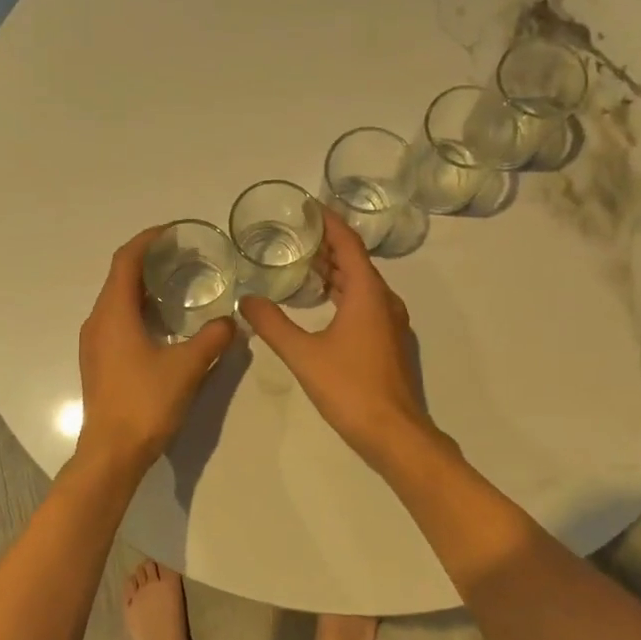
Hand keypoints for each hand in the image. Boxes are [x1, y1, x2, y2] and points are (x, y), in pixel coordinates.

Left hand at [76, 227, 237, 471]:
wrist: (111, 452)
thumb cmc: (145, 403)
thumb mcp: (187, 368)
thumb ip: (212, 339)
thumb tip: (231, 322)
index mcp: (114, 313)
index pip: (126, 260)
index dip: (147, 240)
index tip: (173, 232)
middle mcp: (97, 321)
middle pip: (119, 277)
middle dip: (148, 261)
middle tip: (183, 257)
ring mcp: (94, 343)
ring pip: (116, 300)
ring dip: (143, 287)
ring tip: (178, 286)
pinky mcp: (98, 361)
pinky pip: (116, 321)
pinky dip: (138, 310)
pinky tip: (164, 324)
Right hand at [239, 207, 433, 467]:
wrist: (394, 432)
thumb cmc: (349, 387)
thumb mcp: (303, 354)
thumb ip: (272, 324)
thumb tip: (247, 300)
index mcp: (367, 294)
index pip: (348, 244)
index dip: (329, 222)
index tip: (308, 207)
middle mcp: (384, 301)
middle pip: (356, 261)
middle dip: (328, 246)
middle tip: (296, 236)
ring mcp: (390, 322)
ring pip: (361, 285)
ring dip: (335, 271)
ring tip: (303, 265)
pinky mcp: (388, 342)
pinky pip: (365, 303)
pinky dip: (343, 293)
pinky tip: (322, 305)